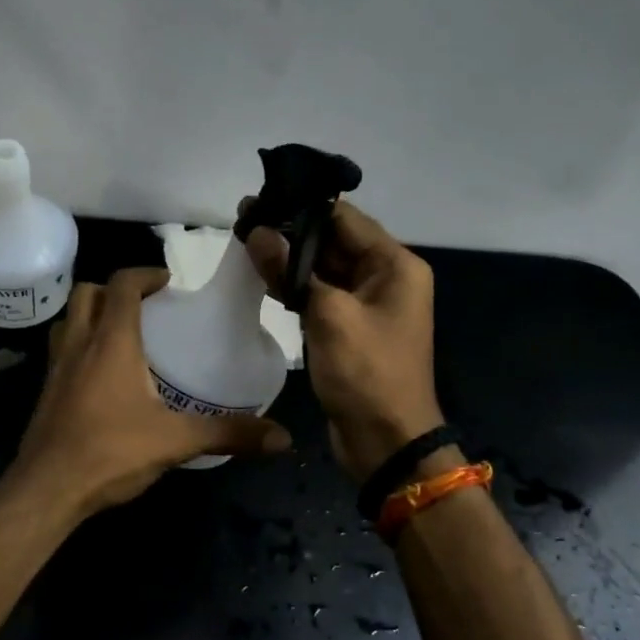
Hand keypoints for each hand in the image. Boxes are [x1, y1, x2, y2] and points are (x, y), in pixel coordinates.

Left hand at [1, 267, 290, 520]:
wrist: (45, 491)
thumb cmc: (110, 453)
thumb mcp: (176, 441)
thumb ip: (228, 433)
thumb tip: (282, 438)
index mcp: (111, 342)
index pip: (122, 285)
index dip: (145, 274)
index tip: (168, 282)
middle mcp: (79, 345)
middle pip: (87, 293)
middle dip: (115, 289)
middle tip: (146, 306)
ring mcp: (56, 368)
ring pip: (68, 319)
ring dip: (92, 314)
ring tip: (123, 334)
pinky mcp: (46, 392)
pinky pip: (62, 350)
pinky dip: (81, 345)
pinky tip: (102, 376)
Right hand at [243, 200, 442, 482]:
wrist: (386, 442)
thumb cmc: (367, 373)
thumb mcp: (329, 316)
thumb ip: (292, 270)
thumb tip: (257, 230)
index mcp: (395, 265)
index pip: (345, 218)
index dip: (303, 205)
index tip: (262, 196)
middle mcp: (385, 277)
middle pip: (333, 241)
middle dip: (291, 230)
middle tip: (244, 216)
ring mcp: (366, 304)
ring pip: (323, 268)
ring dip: (289, 257)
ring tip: (245, 238)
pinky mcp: (348, 327)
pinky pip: (319, 295)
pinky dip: (294, 285)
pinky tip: (262, 274)